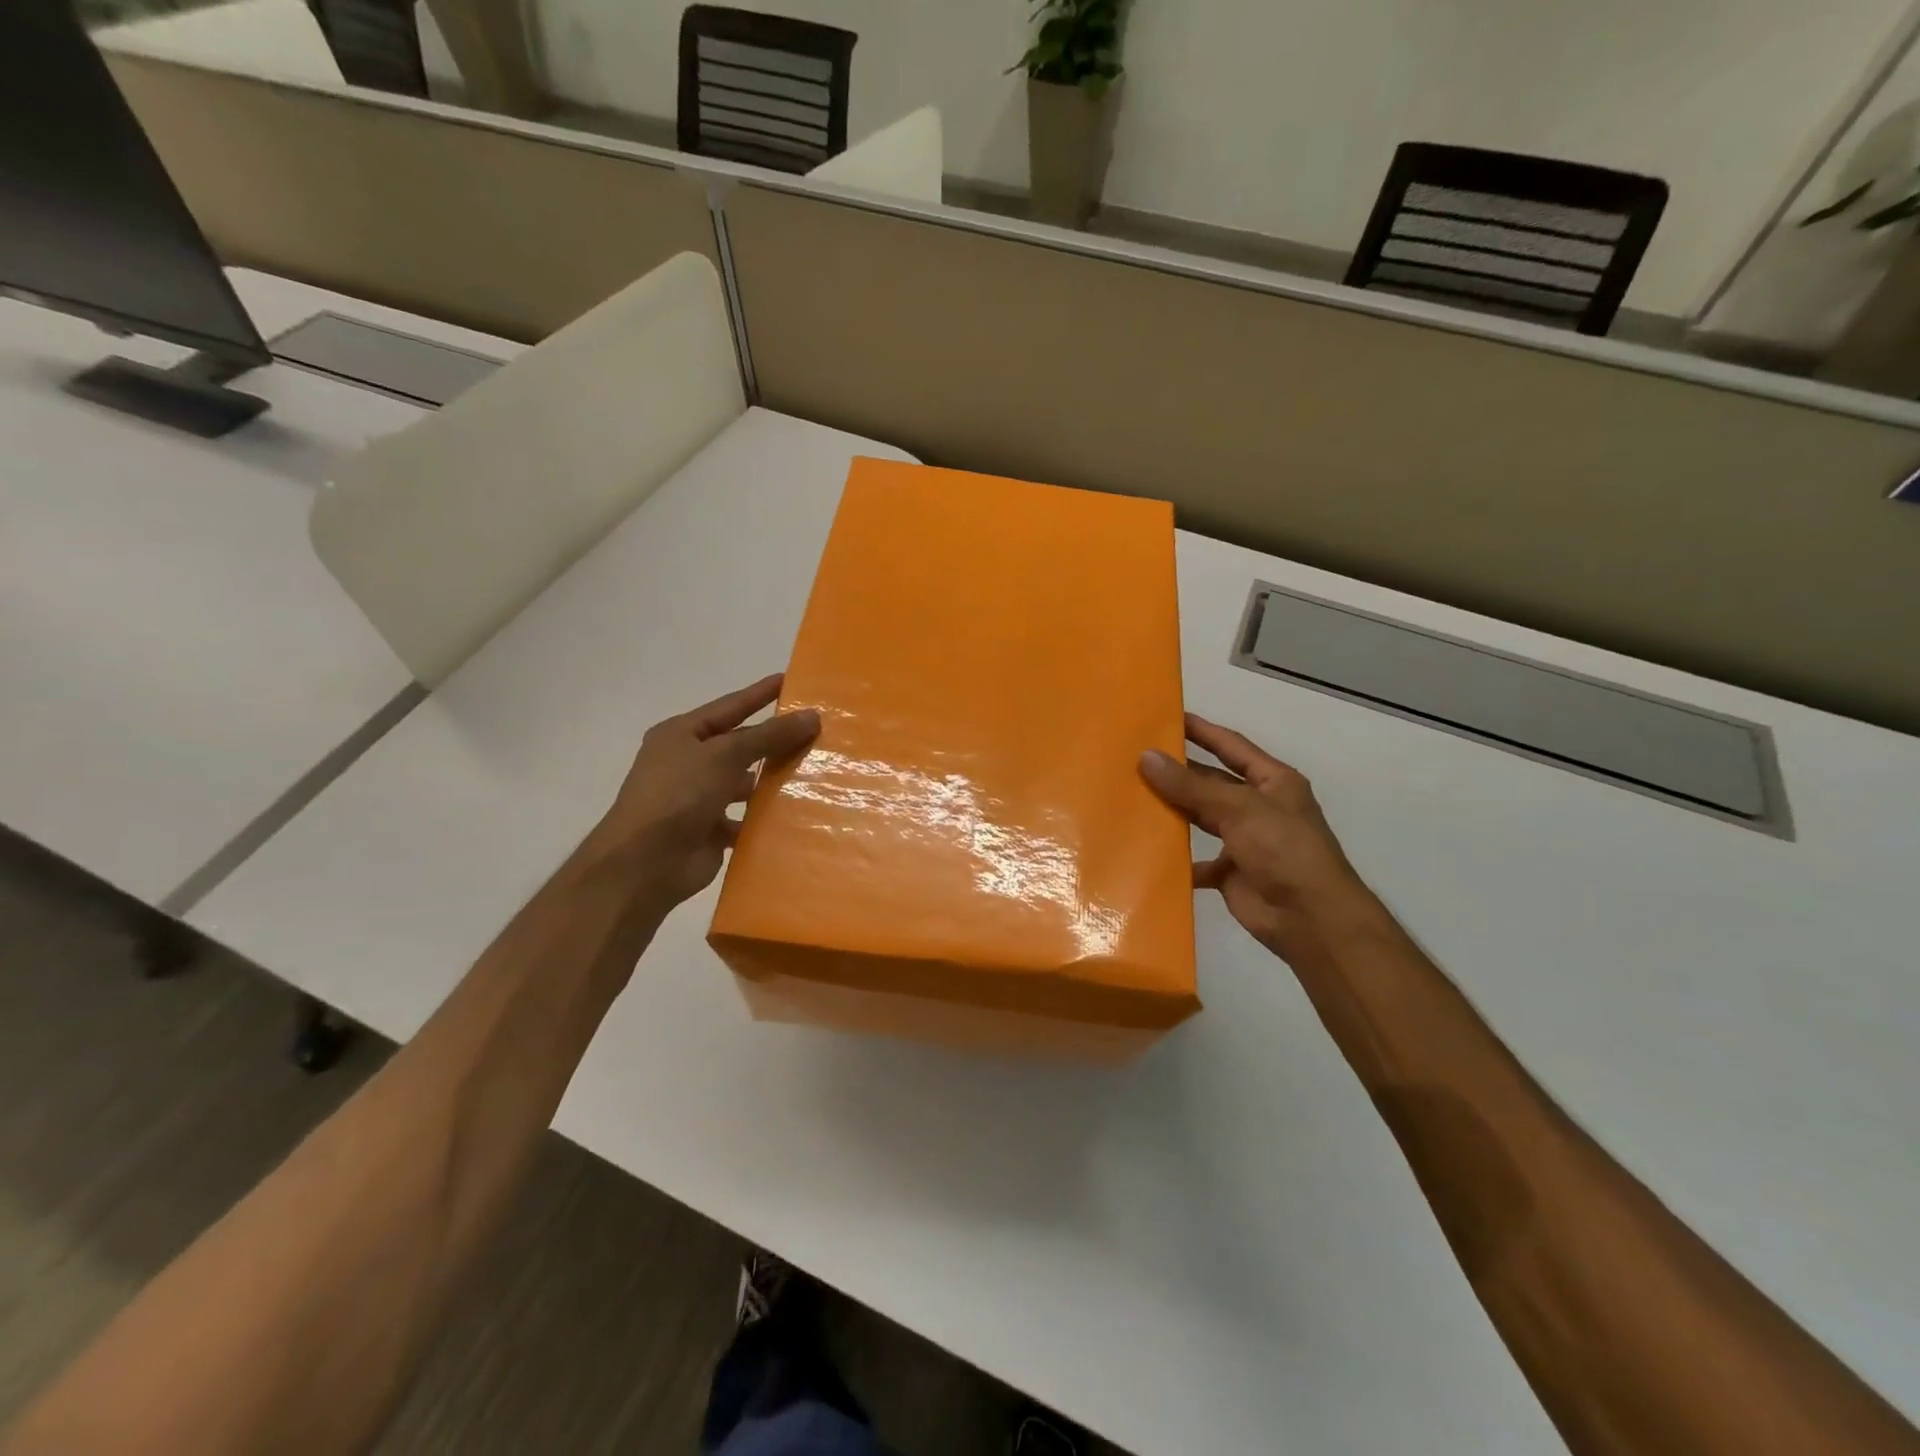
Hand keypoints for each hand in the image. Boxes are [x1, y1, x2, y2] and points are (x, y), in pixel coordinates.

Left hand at [586, 674, 819, 915]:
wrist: (645, 863)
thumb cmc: (679, 794)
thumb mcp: (726, 754)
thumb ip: (770, 735)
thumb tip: (812, 716)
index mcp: (682, 735)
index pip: (730, 707)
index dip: (760, 694)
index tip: (791, 681)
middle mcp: (688, 763)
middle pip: (740, 745)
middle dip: (774, 740)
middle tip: (817, 731)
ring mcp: (698, 799)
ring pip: (744, 783)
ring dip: (772, 780)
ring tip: (815, 772)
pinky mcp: (709, 831)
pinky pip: (745, 818)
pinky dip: (765, 816)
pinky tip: (797, 813)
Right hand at [1140, 714, 1377, 959]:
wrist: (1310, 919)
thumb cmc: (1283, 850)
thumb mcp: (1238, 808)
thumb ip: (1191, 786)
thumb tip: (1146, 757)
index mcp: (1272, 782)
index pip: (1231, 746)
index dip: (1202, 731)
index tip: (1167, 717)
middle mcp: (1258, 807)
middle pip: (1211, 782)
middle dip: (1179, 773)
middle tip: (1136, 759)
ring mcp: (1245, 840)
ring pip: (1201, 818)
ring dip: (1173, 811)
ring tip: (1132, 798)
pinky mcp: (1231, 873)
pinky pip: (1198, 860)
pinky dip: (1177, 859)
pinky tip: (1147, 850)